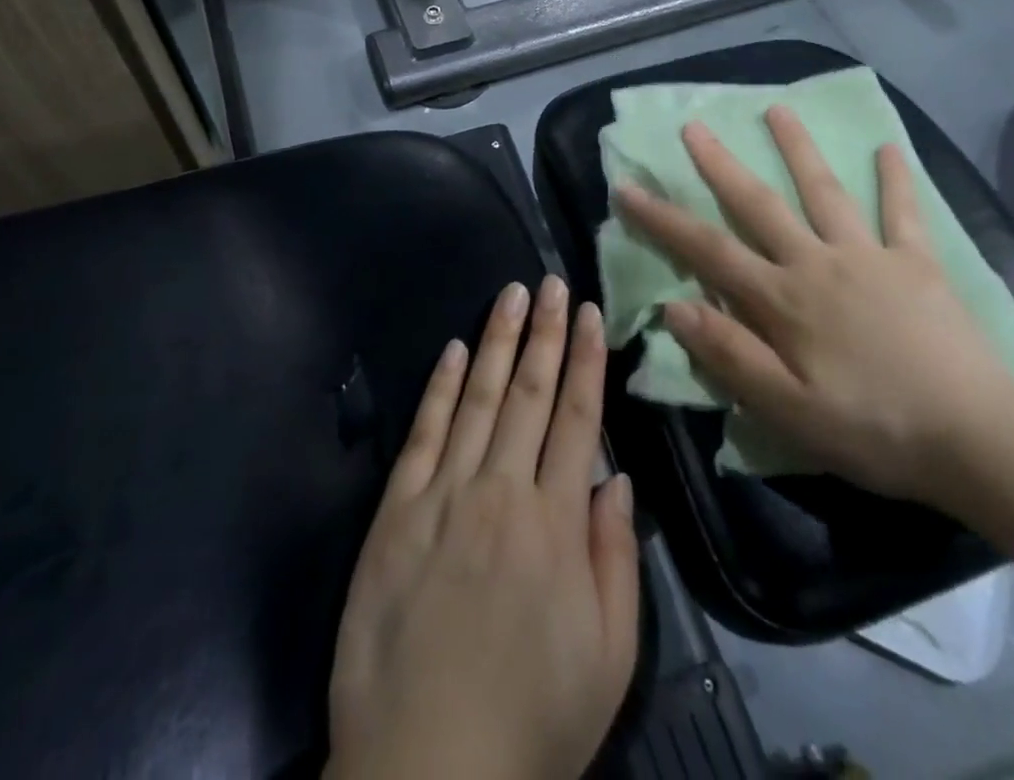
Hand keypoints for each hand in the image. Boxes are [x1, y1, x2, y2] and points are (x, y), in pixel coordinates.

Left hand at [326, 276, 639, 779]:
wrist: (423, 775)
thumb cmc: (530, 722)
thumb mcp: (607, 659)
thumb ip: (616, 560)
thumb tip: (616, 478)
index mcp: (555, 524)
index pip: (576, 418)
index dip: (585, 361)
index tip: (590, 313)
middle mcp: (501, 491)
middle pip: (529, 393)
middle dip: (545, 332)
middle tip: (553, 282)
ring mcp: (443, 495)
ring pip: (479, 398)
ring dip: (497, 340)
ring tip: (512, 293)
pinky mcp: (396, 511)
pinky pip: (424, 434)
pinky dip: (442, 387)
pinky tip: (455, 350)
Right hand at [615, 108, 1013, 508]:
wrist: (978, 441)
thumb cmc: (873, 430)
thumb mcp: (787, 410)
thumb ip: (729, 355)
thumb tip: (672, 306)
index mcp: (783, 299)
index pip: (708, 249)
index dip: (662, 218)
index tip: (627, 187)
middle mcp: (818, 262)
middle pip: (759, 204)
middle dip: (721, 164)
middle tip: (694, 125)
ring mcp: (870, 255)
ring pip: (824, 191)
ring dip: (797, 148)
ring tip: (777, 109)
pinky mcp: (918, 263)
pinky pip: (903, 212)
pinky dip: (896, 179)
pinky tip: (888, 147)